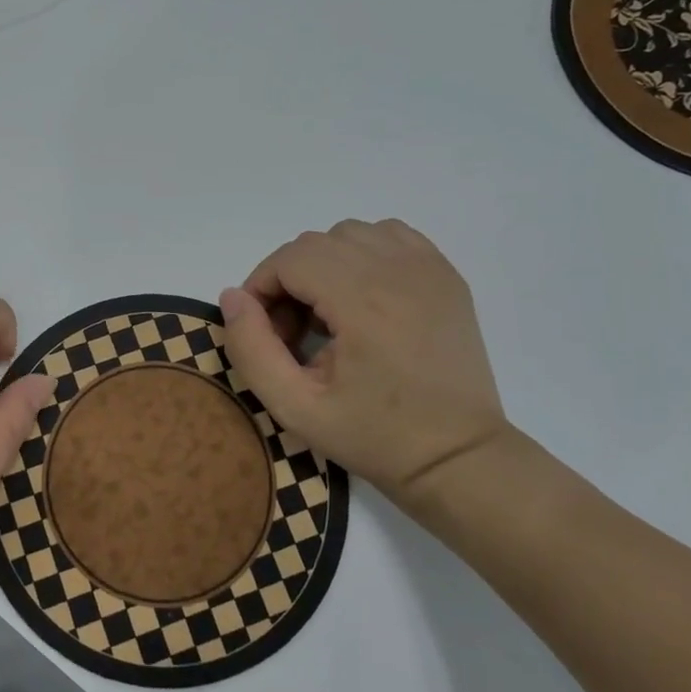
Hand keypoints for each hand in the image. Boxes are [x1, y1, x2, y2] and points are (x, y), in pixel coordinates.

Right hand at [219, 220, 509, 500]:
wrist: (457, 457)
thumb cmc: (374, 436)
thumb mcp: (294, 406)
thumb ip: (251, 348)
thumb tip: (233, 297)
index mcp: (362, 301)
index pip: (289, 259)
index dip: (261, 287)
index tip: (263, 331)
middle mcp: (397, 270)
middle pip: (315, 243)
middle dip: (288, 279)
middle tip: (292, 333)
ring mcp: (428, 268)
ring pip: (350, 234)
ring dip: (324, 264)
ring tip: (328, 315)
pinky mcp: (445, 275)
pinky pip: (389, 236)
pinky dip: (363, 254)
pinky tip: (361, 295)